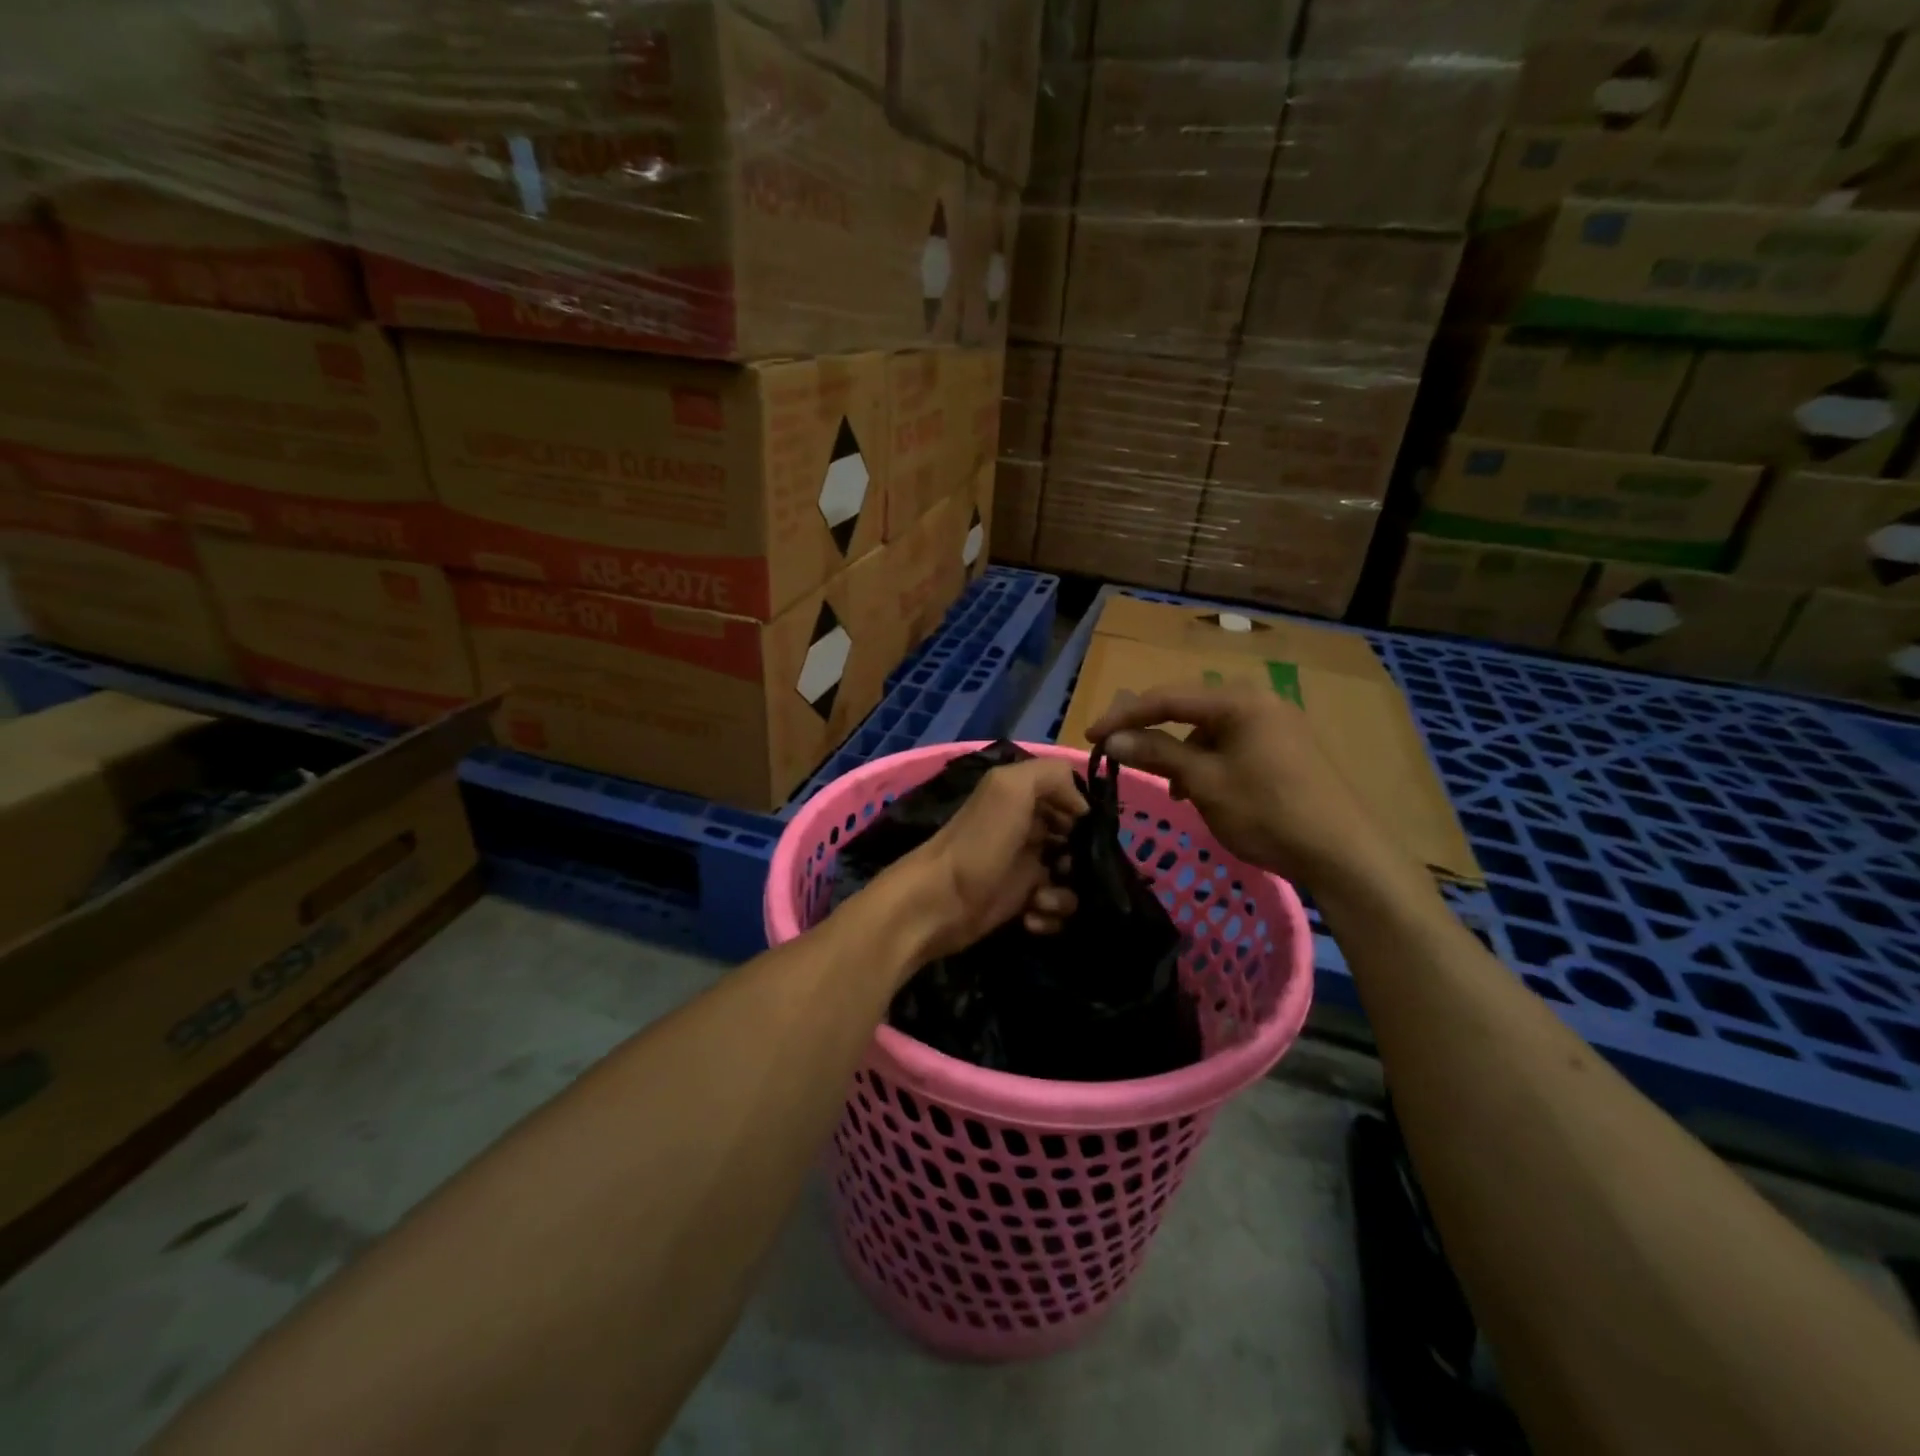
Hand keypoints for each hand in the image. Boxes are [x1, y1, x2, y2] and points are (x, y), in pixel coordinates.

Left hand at [883, 757, 1087, 962]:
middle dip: (1082, 859)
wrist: (937, 903)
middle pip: (1077, 842)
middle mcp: (1026, 830)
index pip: (1071, 799)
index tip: (1086, 832)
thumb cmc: (978, 844)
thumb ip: (1052, 776)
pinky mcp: (1021, 903)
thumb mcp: (1010, 789)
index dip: (1084, 815)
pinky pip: (1056, 909)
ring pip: (1071, 879)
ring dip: (1066, 894)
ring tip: (1041, 899)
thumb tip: (1082, 806)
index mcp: (1022, 799)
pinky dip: (1050, 916)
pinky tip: (1032, 917)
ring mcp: (1024, 868)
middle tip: (1066, 868)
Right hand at [1088, 683, 1399, 893]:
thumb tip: (1112, 739)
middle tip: (1120, 752)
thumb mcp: (1205, 782)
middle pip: (1188, 708)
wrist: (1344, 853)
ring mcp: (1276, 724)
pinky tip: (1203, 790)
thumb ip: (1157, 753)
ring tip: (1171, 787)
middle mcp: (1258, 701)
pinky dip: (1207, 762)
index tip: (1091, 737)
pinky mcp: (1286, 749)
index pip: (1167, 698)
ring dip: (1180, 751)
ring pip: (1210, 729)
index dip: (1124, 716)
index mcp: (1238, 701)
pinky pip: (1232, 744)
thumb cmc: (1267, 812)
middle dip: (1152, 731)